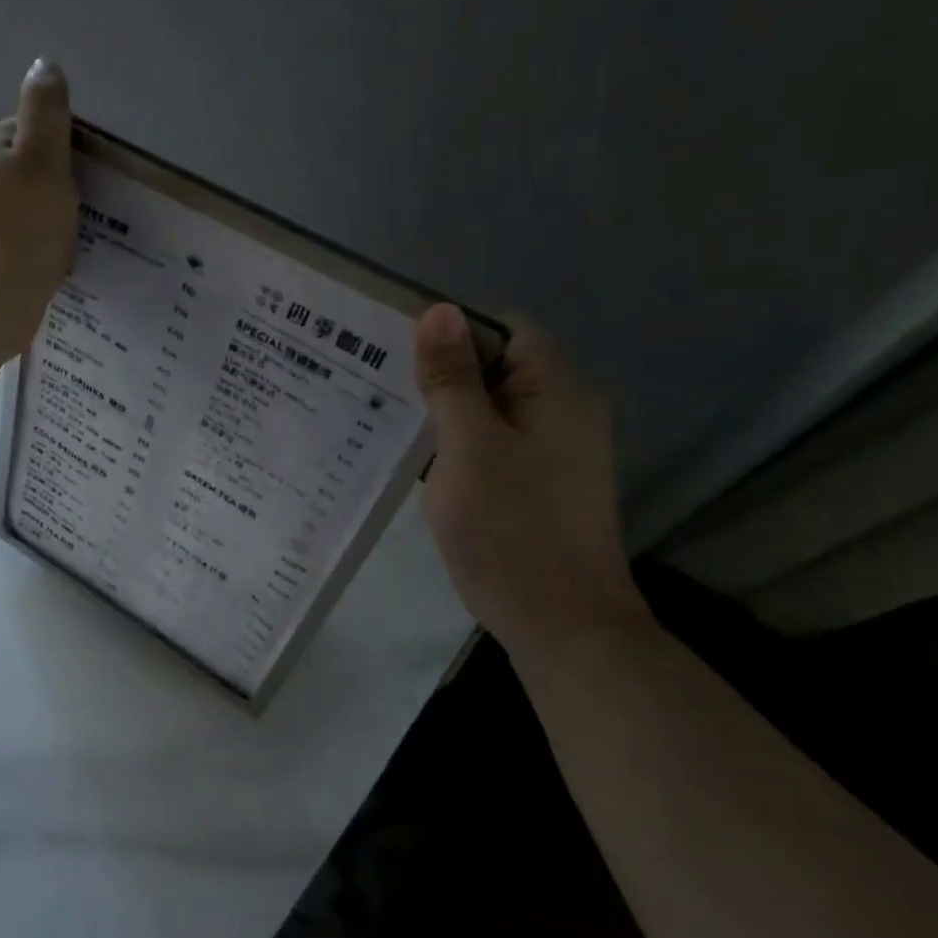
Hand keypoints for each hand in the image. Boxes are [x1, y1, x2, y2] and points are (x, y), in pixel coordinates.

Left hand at [0, 59, 79, 354]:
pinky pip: (16, 235)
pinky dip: (34, 244)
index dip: (62, 155)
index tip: (75, 184)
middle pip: (29, 169)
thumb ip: (46, 111)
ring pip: (24, 205)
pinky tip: (47, 262)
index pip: (33, 131)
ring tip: (62, 243)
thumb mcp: (43, 160)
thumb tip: (44, 63)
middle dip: (55, 190)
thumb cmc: (21, 228)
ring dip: (47, 220)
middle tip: (72, 217)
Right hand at [414, 305, 651, 657]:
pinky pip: (492, 443)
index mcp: (556, 390)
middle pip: (494, 367)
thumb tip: (438, 311)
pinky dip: (456, 445)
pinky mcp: (539, 482)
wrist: (560, 625)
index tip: (392, 349)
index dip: (449, 332)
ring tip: (383, 420)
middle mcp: (563, 410)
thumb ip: (451, 380)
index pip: (501, 329)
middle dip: (438, 374)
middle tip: (374, 386)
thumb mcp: (468, 449)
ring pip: (488, 408)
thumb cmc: (510, 531)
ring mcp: (554, 450)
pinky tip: (415, 461)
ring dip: (443, 413)